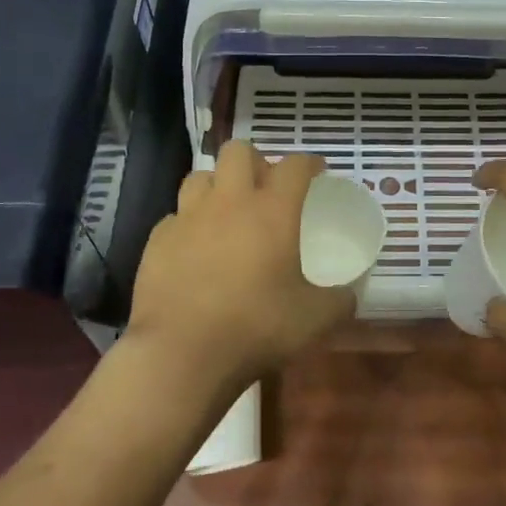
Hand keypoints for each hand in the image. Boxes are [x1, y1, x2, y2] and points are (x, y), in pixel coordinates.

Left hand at [128, 141, 357, 389]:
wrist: (180, 354)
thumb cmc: (255, 328)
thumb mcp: (314, 320)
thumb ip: (339, 302)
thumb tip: (349, 296)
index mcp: (272, 211)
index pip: (295, 165)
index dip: (310, 163)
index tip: (317, 172)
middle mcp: (229, 202)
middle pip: (239, 151)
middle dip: (256, 161)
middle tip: (266, 187)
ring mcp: (188, 217)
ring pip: (201, 176)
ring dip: (218, 185)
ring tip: (227, 211)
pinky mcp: (157, 240)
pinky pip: (176, 216)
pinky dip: (189, 223)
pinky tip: (195, 248)